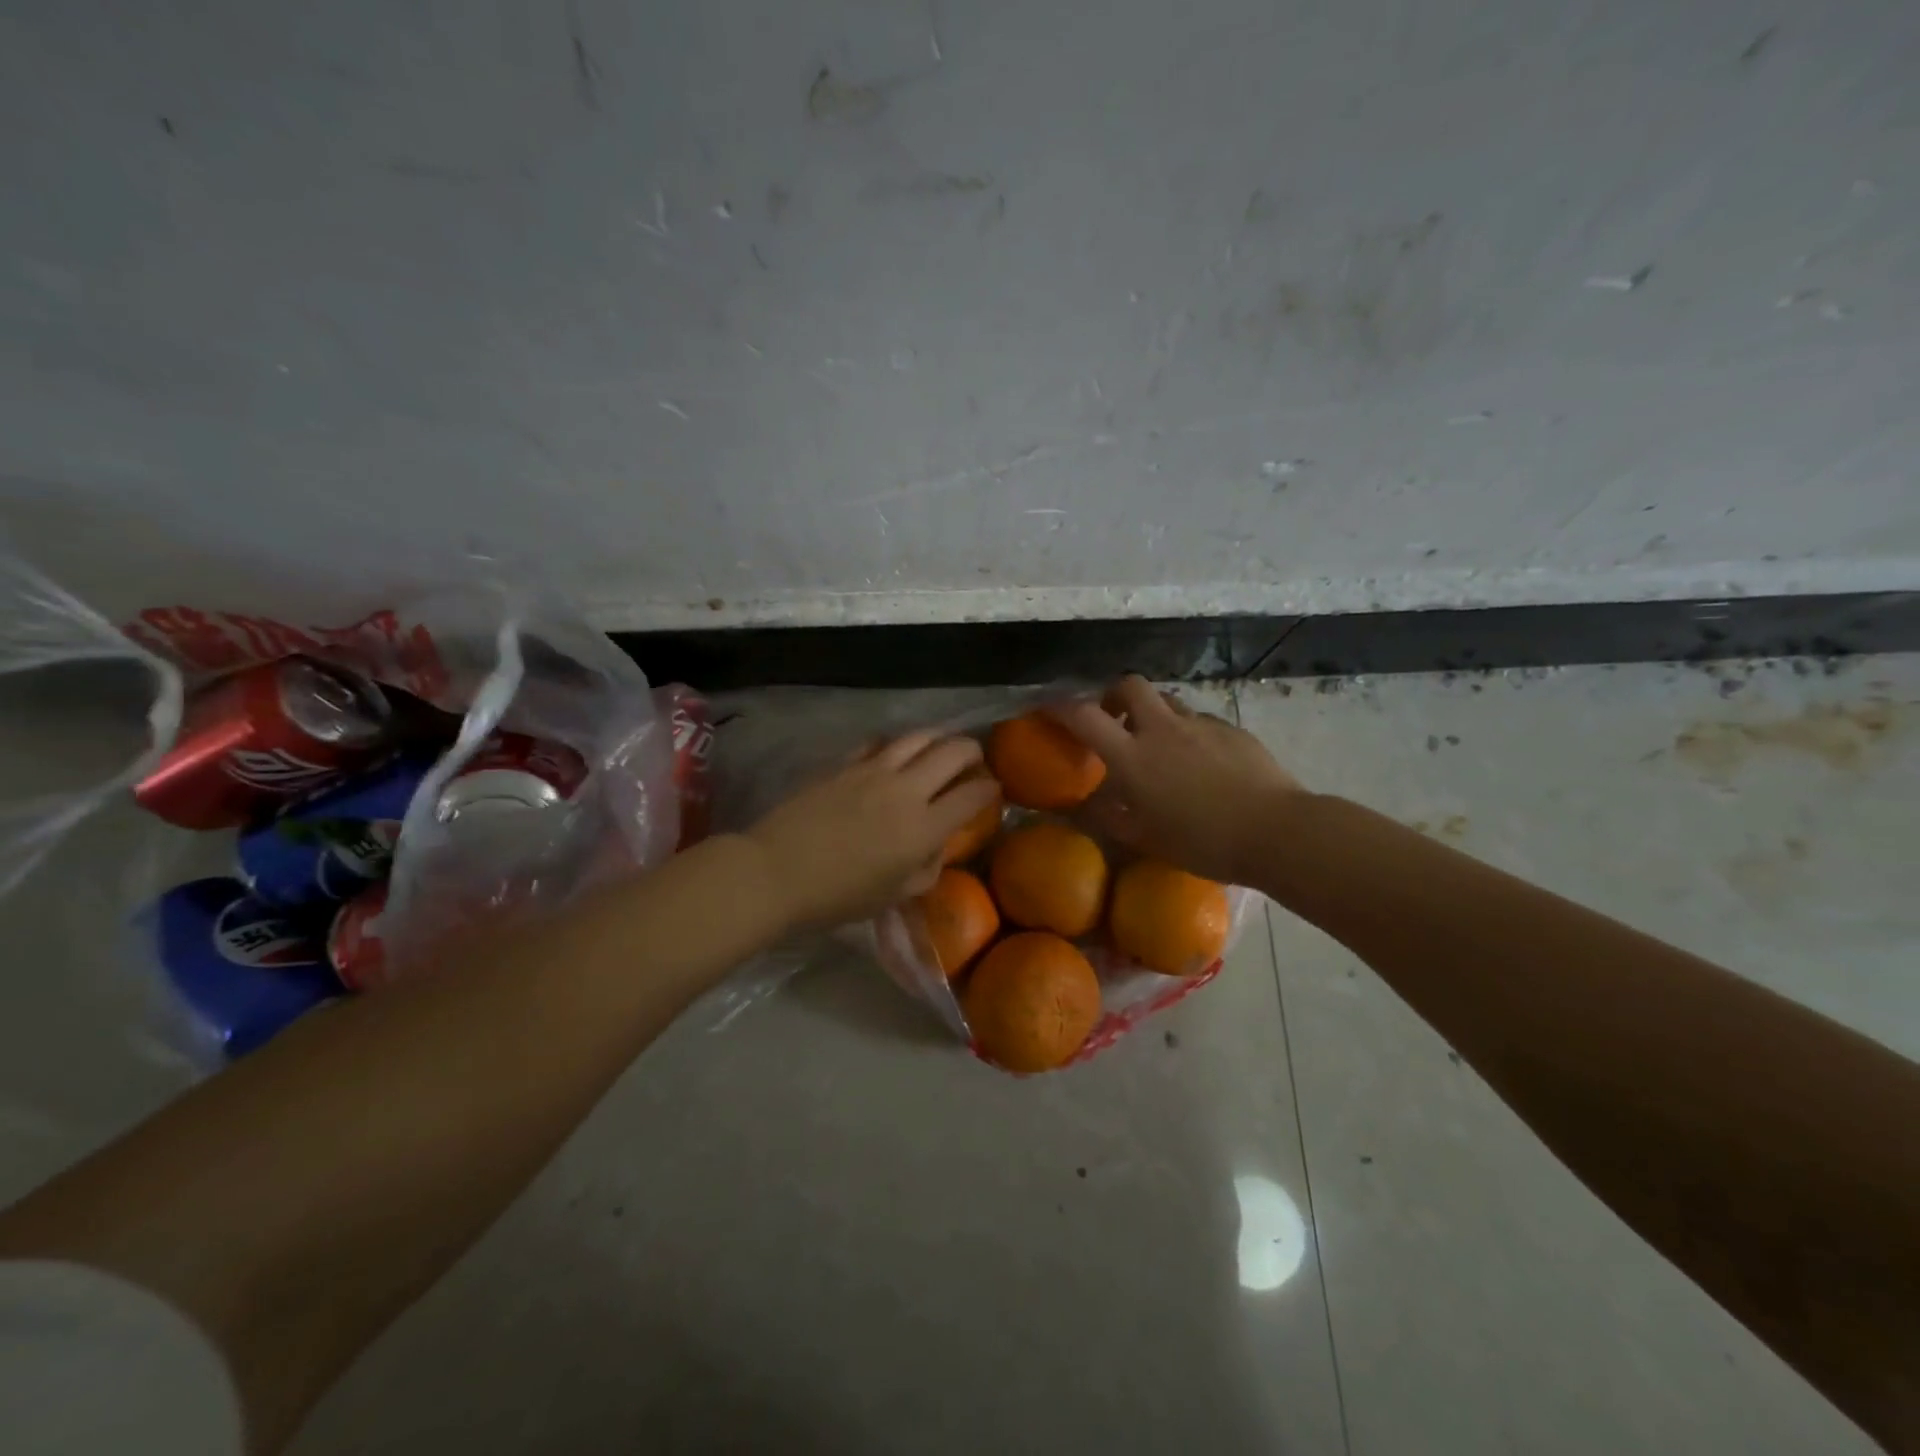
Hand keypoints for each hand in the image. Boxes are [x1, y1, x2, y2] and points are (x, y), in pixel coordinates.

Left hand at [745, 732, 999, 928]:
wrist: (775, 873)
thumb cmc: (837, 897)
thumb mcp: (892, 895)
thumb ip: (925, 869)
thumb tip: (936, 847)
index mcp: (923, 828)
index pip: (972, 796)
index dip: (989, 789)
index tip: (993, 789)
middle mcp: (906, 790)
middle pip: (952, 753)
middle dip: (972, 751)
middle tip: (974, 759)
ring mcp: (873, 770)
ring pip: (918, 736)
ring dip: (938, 738)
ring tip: (941, 745)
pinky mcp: (844, 764)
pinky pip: (879, 742)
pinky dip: (895, 743)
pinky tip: (893, 751)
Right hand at [1047, 676, 1304, 885]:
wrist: (1276, 831)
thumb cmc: (1204, 843)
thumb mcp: (1148, 839)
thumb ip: (1114, 818)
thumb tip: (1090, 806)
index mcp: (1133, 757)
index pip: (1084, 716)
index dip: (1061, 707)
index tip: (1049, 709)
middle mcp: (1162, 730)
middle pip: (1129, 684)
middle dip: (1114, 694)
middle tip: (1115, 720)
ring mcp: (1201, 725)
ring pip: (1168, 701)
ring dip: (1154, 714)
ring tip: (1161, 746)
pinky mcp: (1232, 729)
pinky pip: (1200, 721)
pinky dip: (1189, 733)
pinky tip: (1202, 764)